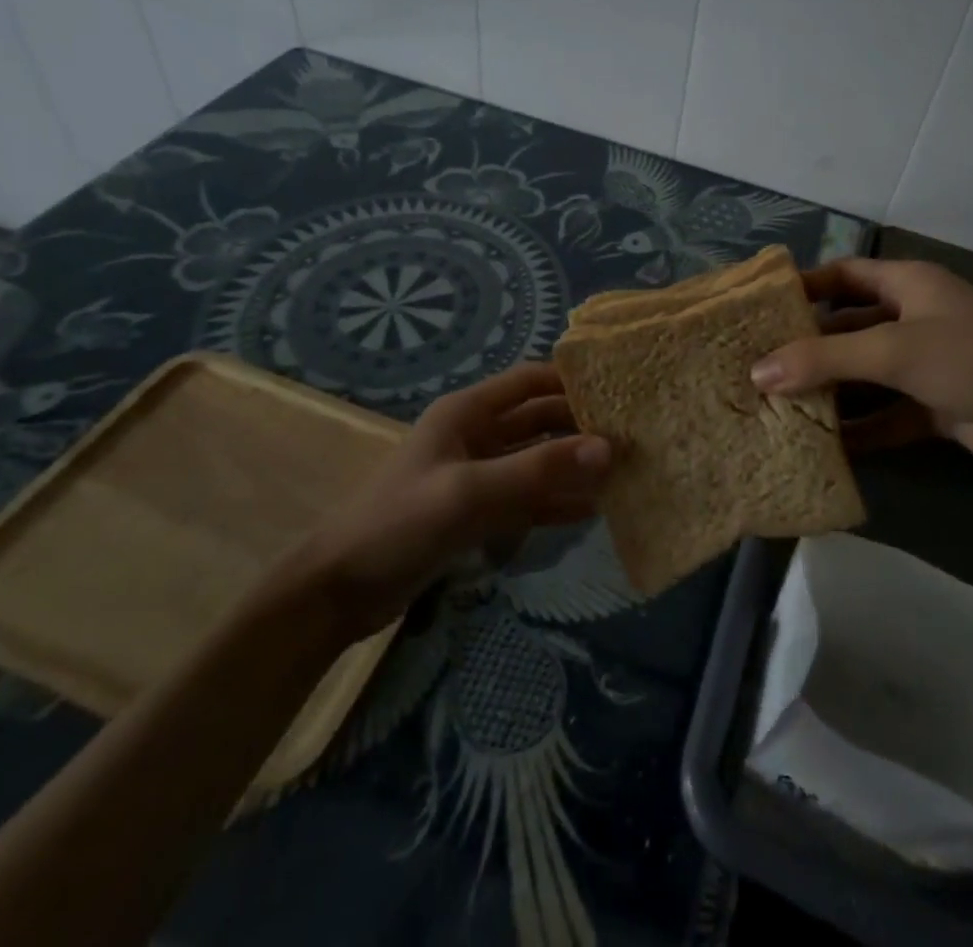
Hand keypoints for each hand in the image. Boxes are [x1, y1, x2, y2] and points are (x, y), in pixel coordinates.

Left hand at [293, 363, 609, 638]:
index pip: (532, 380)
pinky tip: (591, 510)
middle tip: (632, 439)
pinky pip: (528, 498)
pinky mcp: (478, 512)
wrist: (339, 592)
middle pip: (540, 420)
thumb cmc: (399, 524)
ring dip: (573, 466)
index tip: (620, 391)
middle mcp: (477, 435)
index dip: (573, 381)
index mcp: (468, 412)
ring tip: (622, 475)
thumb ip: (538, 469)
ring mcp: (478, 475)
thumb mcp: (469, 492)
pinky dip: (557, 501)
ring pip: (538, 460)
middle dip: (581, 428)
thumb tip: (609, 448)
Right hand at [750, 259, 972, 481]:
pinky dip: (860, 428)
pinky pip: (886, 414)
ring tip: (778, 409)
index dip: (806, 286)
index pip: (846, 275)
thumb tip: (757, 372)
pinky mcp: (937, 407)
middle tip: (759, 367)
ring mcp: (928, 365)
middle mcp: (915, 319)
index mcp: (910, 285)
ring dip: (831, 391)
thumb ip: (825, 360)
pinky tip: (824, 446)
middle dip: (809, 347)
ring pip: (866, 374)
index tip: (762, 308)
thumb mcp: (895, 350)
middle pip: (850, 327)